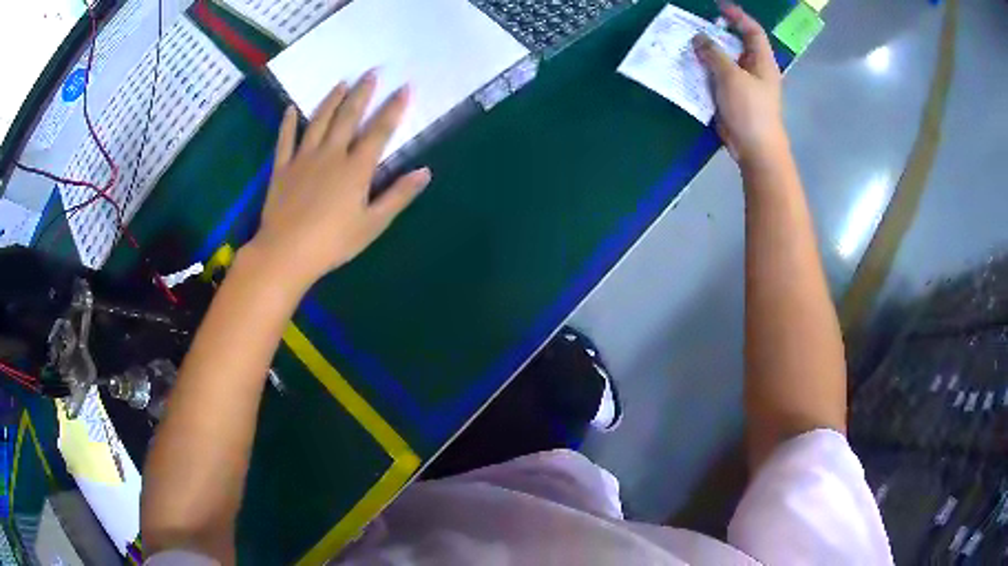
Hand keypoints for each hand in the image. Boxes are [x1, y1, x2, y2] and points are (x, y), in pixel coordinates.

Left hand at [245, 71, 430, 290]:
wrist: (286, 252)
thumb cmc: (333, 242)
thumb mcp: (373, 224)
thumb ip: (398, 195)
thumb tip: (425, 172)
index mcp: (356, 168)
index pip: (379, 131)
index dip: (394, 108)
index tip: (405, 87)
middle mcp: (331, 154)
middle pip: (349, 117)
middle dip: (362, 93)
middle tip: (371, 72)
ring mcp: (304, 158)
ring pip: (319, 121)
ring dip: (331, 100)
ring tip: (341, 83)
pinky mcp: (282, 168)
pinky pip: (285, 141)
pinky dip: (288, 124)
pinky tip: (290, 109)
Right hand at [693, 4, 786, 168]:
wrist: (755, 149)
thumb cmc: (750, 110)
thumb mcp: (731, 77)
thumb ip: (714, 54)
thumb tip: (699, 38)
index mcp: (762, 62)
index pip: (753, 31)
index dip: (738, 17)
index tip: (719, 8)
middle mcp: (754, 70)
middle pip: (736, 44)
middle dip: (717, 33)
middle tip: (695, 26)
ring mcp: (744, 85)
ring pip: (724, 61)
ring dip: (708, 53)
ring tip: (688, 44)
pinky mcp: (733, 98)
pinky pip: (717, 78)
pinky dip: (705, 71)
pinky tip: (690, 67)